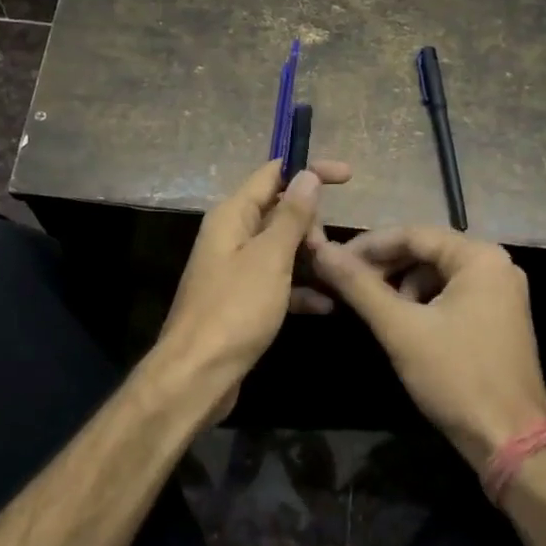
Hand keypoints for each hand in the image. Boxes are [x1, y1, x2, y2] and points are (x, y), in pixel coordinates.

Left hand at [154, 158, 351, 414]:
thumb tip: (307, 175)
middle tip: (326, 251)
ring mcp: (236, 269)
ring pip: (282, 249)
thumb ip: (291, 216)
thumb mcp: (270, 258)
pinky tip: (327, 306)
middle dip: (311, 225)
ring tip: (335, 276)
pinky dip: (301, 289)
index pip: (273, 174)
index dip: (309, 170)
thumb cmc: (234, 310)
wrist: (197, 375)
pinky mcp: (242, 300)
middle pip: (280, 212)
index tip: (348, 177)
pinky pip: (278, 283)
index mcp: (232, 216)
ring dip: (310, 258)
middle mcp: (231, 235)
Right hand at [312, 227, 545, 469]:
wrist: (511, 442)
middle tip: (345, 284)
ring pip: (437, 274)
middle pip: (426, 251)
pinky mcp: (499, 317)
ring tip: (370, 306)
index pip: (412, 234)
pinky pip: (452, 294)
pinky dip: (422, 302)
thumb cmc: (456, 377)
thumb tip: (321, 251)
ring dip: (401, 285)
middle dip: (384, 266)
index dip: (368, 246)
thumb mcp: (401, 329)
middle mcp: (496, 265)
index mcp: (479, 257)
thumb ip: (359, 286)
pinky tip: (401, 322)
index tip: (332, 261)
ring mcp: (502, 292)